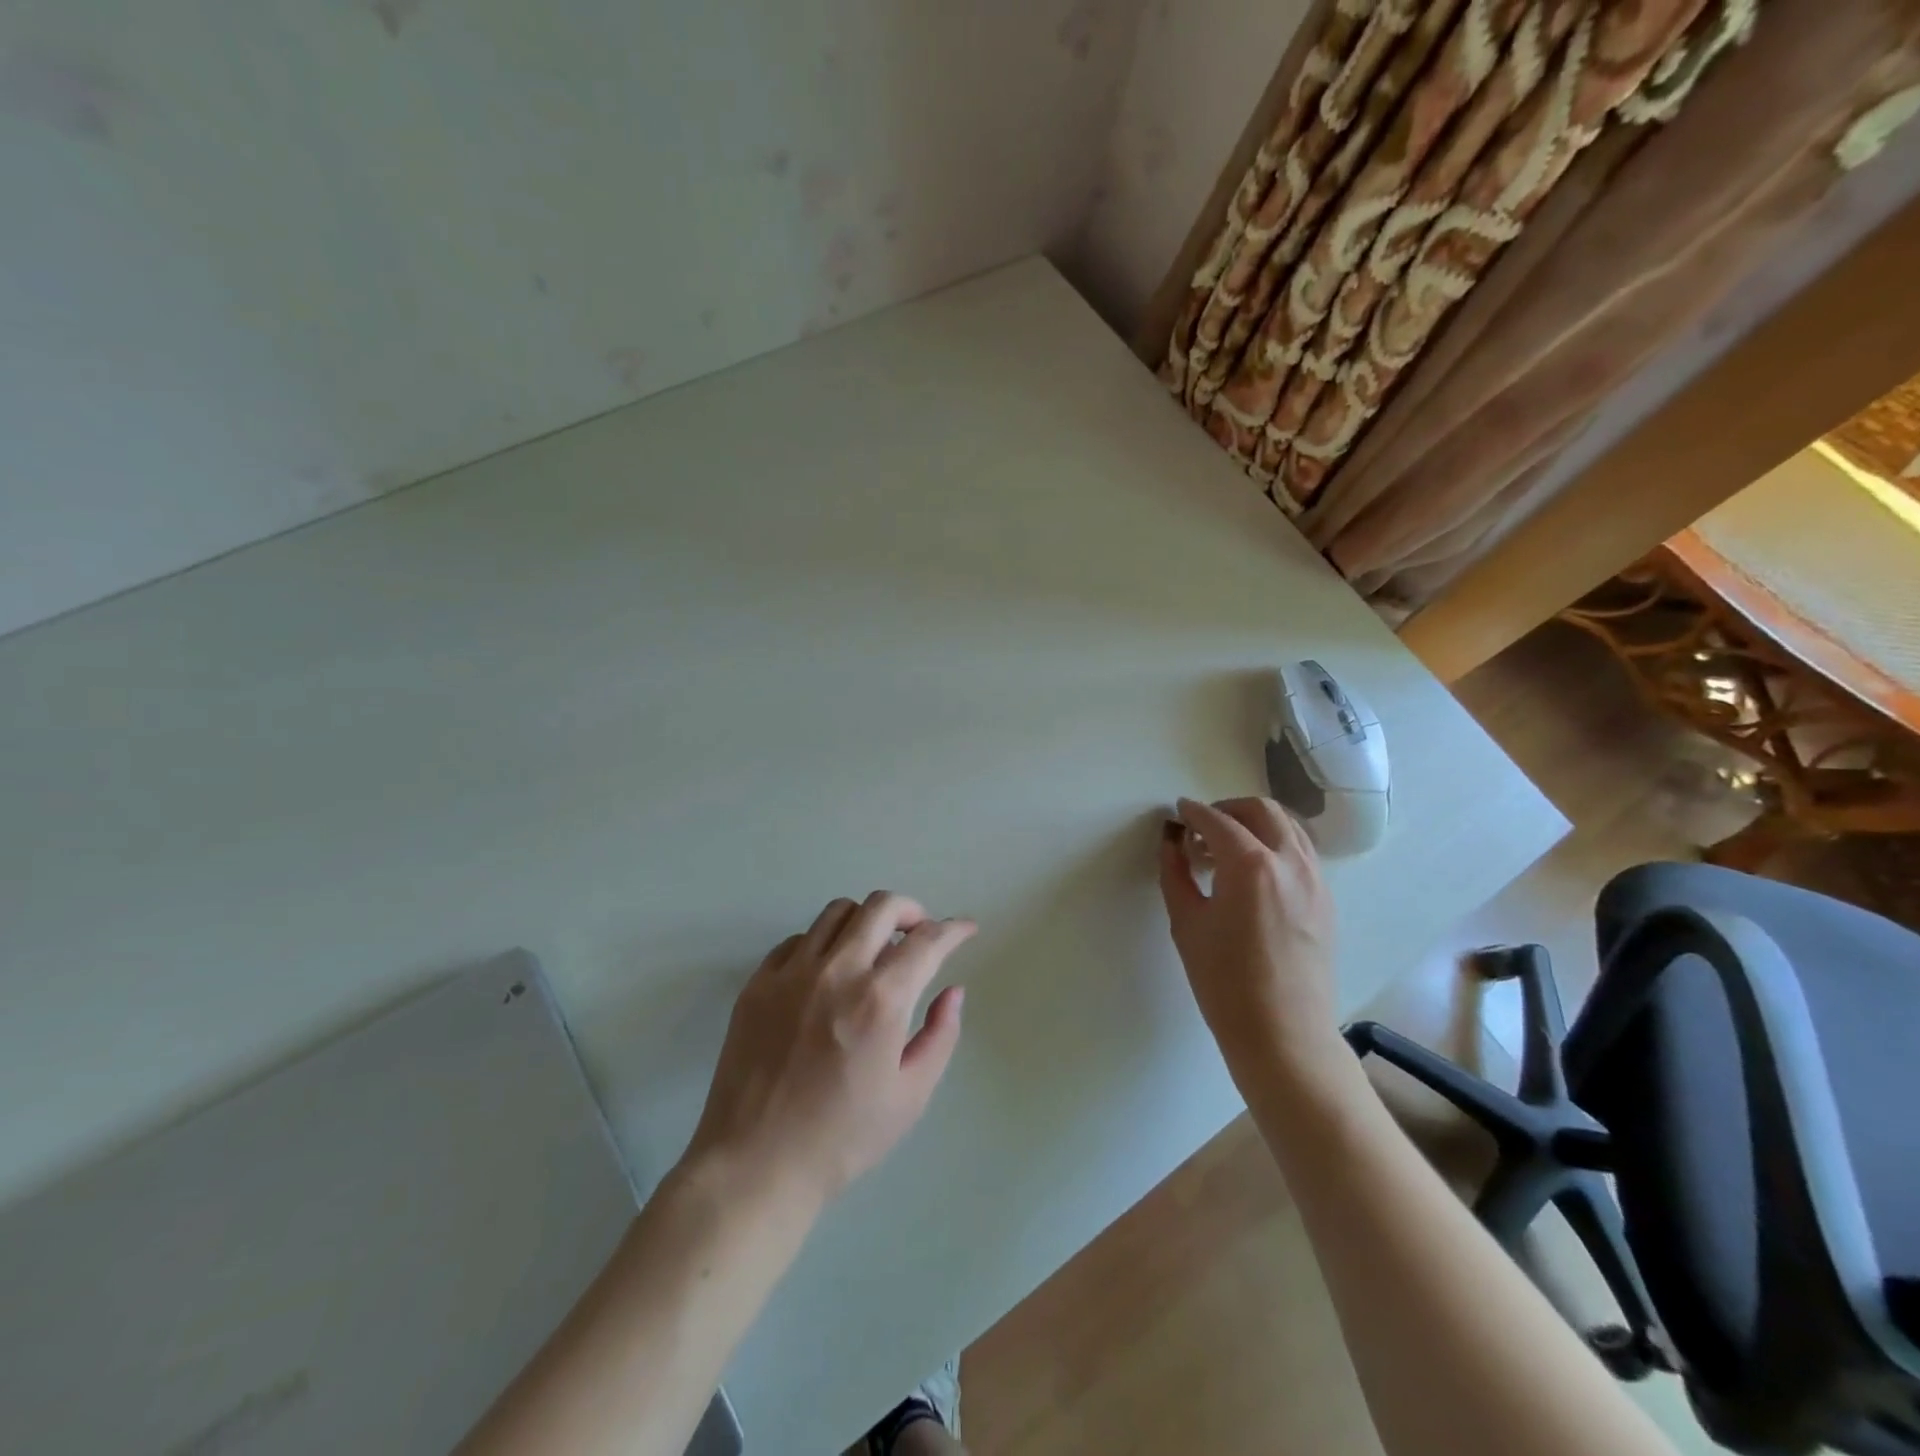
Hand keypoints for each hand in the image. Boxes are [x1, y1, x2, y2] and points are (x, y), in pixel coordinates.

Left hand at [683, 891, 974, 1207]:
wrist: (755, 1165)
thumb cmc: (842, 1138)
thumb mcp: (911, 1096)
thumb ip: (940, 1035)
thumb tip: (953, 991)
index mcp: (880, 1000)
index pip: (927, 941)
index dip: (954, 929)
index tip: (965, 929)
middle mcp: (837, 972)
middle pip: (881, 905)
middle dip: (912, 910)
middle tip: (919, 933)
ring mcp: (791, 972)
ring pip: (837, 911)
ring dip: (866, 920)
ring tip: (874, 948)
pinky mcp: (758, 982)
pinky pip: (798, 939)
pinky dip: (823, 943)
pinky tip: (828, 972)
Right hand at [1159, 797, 1341, 1088]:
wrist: (1283, 1034)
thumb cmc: (1224, 982)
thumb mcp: (1186, 923)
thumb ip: (1175, 874)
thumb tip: (1171, 844)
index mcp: (1250, 865)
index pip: (1218, 821)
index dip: (1193, 813)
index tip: (1178, 813)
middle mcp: (1290, 862)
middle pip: (1261, 810)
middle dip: (1228, 808)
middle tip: (1201, 828)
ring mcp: (1315, 880)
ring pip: (1288, 827)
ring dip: (1255, 824)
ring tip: (1227, 850)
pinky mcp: (1326, 900)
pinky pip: (1301, 853)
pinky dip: (1275, 846)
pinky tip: (1253, 875)